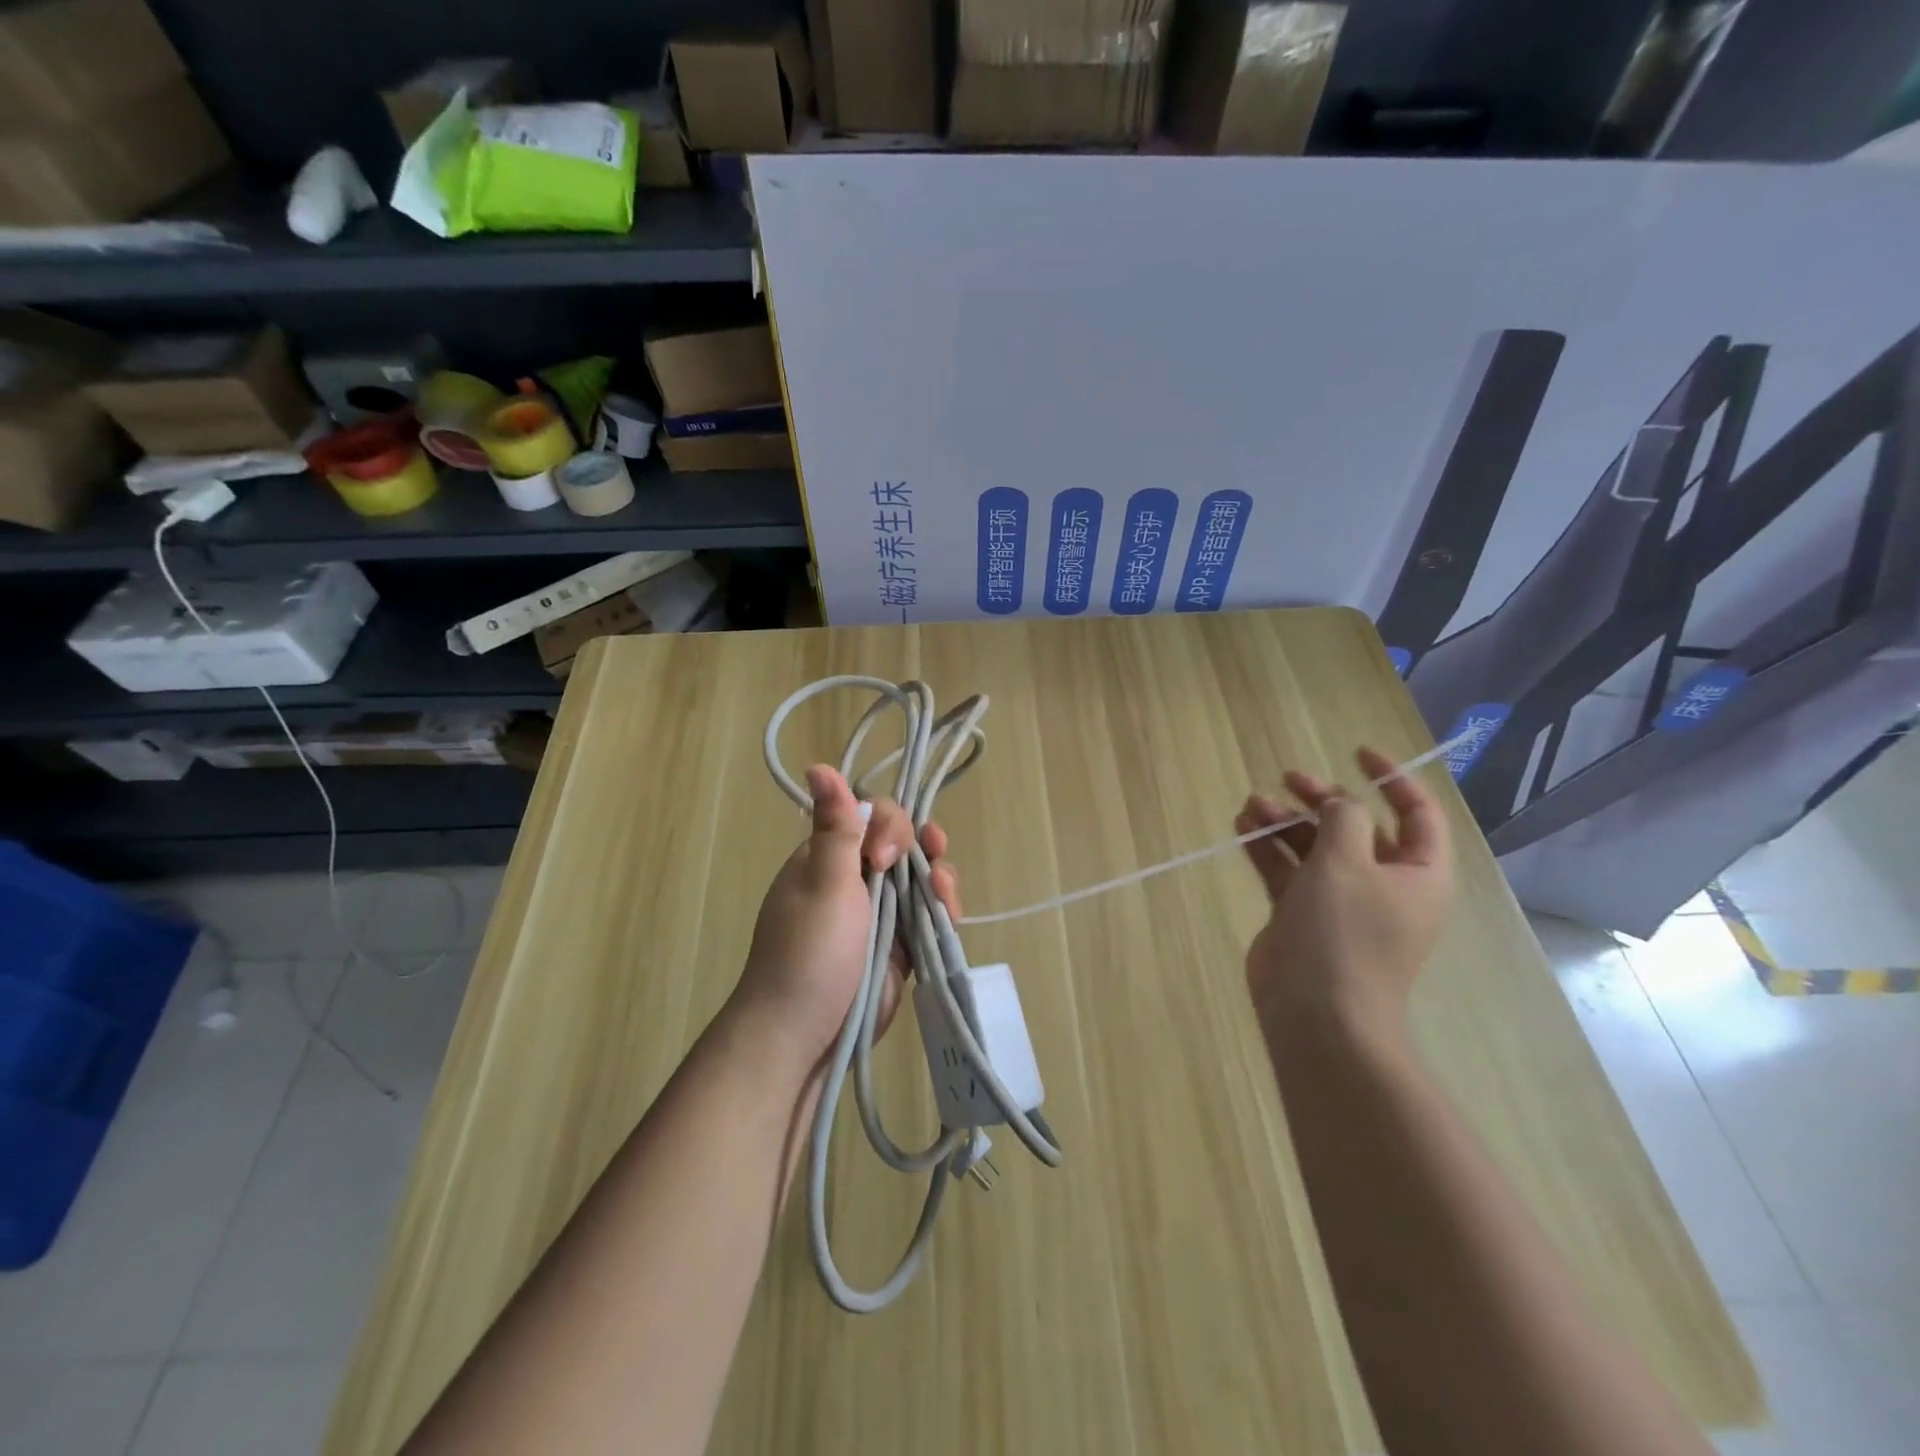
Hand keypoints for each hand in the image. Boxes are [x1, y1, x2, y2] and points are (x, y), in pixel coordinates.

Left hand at [733, 764, 959, 1072]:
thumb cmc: (809, 952)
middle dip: (921, 847)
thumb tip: (817, 765)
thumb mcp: (823, 883)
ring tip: (944, 896)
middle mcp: (854, 877)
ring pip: (920, 876)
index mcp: (828, 856)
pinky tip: (950, 915)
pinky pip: (928, 914)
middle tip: (927, 869)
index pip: (870, 815)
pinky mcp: (899, 944)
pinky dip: (942, 910)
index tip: (881, 859)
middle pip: (902, 841)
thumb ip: (835, 827)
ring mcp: (879, 912)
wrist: (805, 1034)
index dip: (889, 826)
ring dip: (939, 878)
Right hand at [1236, 746, 1452, 1035]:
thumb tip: (1340, 802)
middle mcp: (1383, 884)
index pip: (1417, 813)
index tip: (1357, 752)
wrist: (1317, 1013)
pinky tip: (1243, 827)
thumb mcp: (1347, 863)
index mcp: (1416, 873)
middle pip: (1356, 826)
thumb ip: (1343, 818)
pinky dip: (1268, 848)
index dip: (1393, 779)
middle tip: (1287, 779)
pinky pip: (1287, 870)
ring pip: (1314, 847)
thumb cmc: (1345, 934)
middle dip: (1322, 799)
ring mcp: (1340, 901)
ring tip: (1252, 804)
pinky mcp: (1302, 915)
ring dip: (1285, 822)